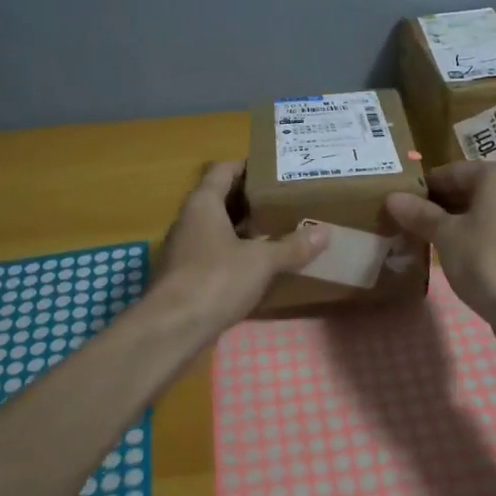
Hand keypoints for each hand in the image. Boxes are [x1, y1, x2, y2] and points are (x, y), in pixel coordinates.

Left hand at [151, 162, 328, 332]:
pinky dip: (233, 254)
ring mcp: (183, 249)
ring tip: (276, 230)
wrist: (171, 329)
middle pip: (219, 199)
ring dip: (242, 229)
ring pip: (216, 228)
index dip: (246, 166)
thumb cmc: (215, 280)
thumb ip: (292, 246)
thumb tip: (324, 232)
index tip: (274, 169)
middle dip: (250, 200)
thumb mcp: (262, 261)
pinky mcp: (184, 276)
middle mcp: (188, 220)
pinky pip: (212, 254)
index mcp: (203, 204)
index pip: (222, 170)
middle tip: (283, 200)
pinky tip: (257, 266)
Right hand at [384, 162, 495, 350]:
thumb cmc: (485, 259)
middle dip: (439, 206)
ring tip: (424, 239)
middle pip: (470, 190)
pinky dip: (474, 239)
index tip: (399, 202)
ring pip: (483, 213)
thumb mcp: (445, 234)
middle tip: (407, 222)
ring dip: (455, 224)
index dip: (424, 186)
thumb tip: (392, 197)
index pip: (452, 171)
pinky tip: (452, 256)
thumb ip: (420, 214)